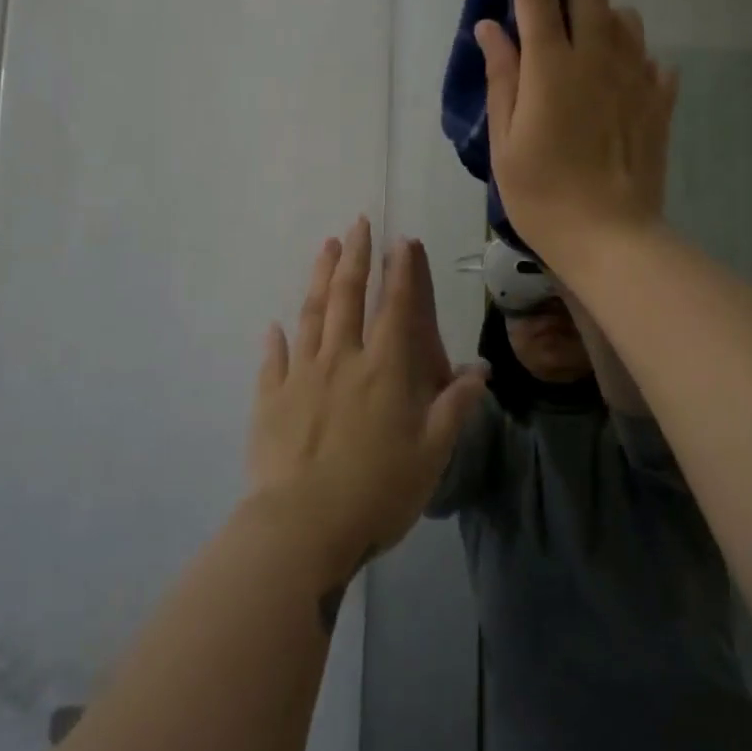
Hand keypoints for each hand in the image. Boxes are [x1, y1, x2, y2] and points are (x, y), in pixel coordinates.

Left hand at [247, 218, 488, 566]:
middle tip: (357, 224)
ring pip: (311, 315)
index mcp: (384, 370)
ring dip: (319, 278)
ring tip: (325, 247)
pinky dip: (276, 340)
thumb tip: (481, 371)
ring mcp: (301, 376)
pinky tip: (275, 326)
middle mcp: (342, 360)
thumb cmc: (377, 492)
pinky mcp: (270, 399)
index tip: (401, 240)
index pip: (395, 308)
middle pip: (347, 296)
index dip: (401, 272)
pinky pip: (274, 360)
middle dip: (355, 257)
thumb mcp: (431, 454)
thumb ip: (455, 408)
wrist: (302, 527)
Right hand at [475, 0, 679, 271]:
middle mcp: (599, 57)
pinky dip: (629, 53)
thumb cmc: (543, 193)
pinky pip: (649, 57)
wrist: (611, 237)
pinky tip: (617, 78)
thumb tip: (491, 27)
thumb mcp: (505, 140)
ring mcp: (637, 77)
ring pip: (624, 16)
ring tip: (581, 36)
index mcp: (553, 65)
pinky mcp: (660, 101)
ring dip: (600, 10)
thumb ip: (501, 76)